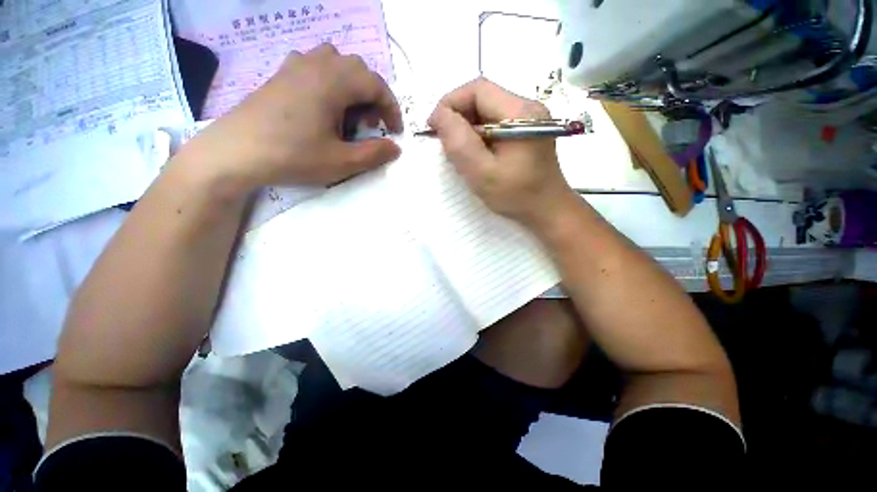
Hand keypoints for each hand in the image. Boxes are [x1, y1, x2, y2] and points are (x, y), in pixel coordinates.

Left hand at [180, 44, 402, 189]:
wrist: (235, 152)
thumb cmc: (293, 156)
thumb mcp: (342, 162)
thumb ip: (374, 154)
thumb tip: (395, 148)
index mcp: (334, 82)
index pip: (376, 84)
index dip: (392, 108)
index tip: (395, 131)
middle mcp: (316, 64)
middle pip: (358, 69)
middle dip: (373, 97)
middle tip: (371, 124)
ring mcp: (294, 66)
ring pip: (336, 62)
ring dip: (351, 86)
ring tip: (347, 114)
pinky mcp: (280, 75)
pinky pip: (314, 66)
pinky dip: (329, 81)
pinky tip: (322, 105)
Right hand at [428, 78, 577, 228]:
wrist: (548, 210)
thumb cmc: (517, 196)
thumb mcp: (483, 174)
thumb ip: (460, 144)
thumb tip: (439, 115)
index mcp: (520, 113)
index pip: (478, 89)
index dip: (450, 103)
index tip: (434, 128)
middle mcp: (528, 107)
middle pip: (483, 97)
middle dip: (458, 116)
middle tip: (446, 144)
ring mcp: (529, 117)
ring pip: (487, 110)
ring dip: (468, 127)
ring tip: (461, 152)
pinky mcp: (527, 129)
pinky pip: (494, 122)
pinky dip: (479, 134)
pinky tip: (477, 154)